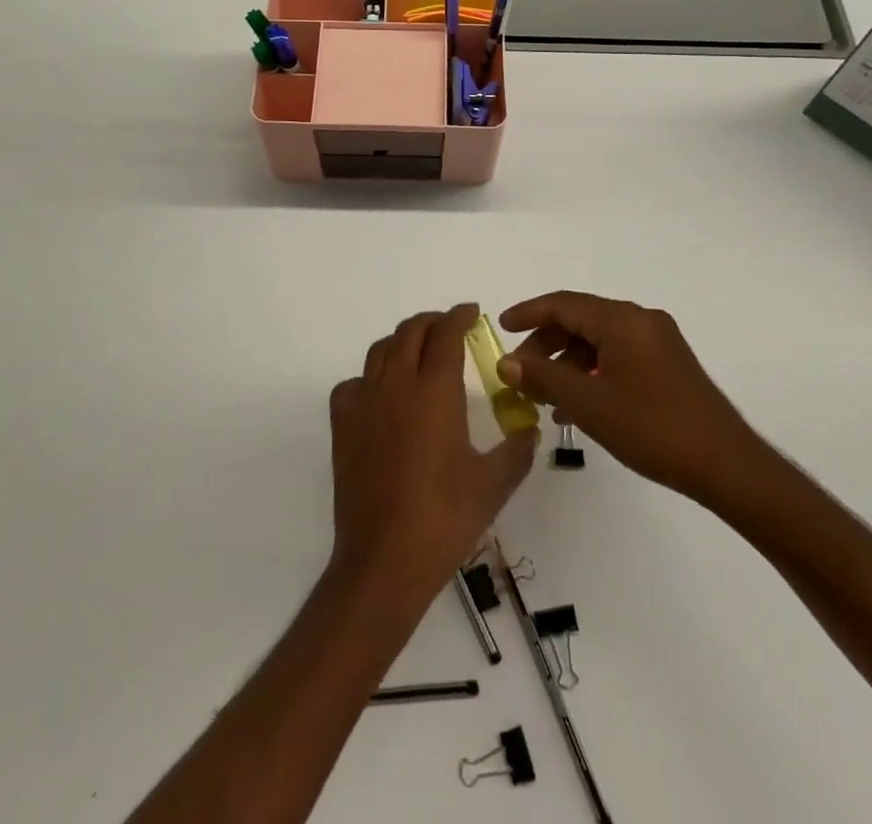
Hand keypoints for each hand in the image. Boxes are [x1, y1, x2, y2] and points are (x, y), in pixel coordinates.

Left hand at [328, 304, 537, 599]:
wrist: (384, 559)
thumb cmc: (444, 518)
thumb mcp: (493, 484)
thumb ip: (516, 449)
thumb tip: (529, 429)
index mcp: (435, 391)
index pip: (446, 334)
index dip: (458, 317)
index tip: (471, 312)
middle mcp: (397, 385)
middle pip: (411, 332)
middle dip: (432, 322)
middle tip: (449, 328)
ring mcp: (364, 402)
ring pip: (381, 350)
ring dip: (402, 341)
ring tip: (418, 353)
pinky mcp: (343, 425)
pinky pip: (353, 383)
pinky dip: (370, 377)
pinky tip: (382, 396)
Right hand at [498, 291, 778, 510]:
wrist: (727, 465)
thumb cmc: (653, 429)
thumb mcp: (589, 404)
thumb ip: (544, 378)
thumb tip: (507, 364)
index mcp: (622, 320)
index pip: (563, 304)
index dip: (528, 313)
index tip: (501, 327)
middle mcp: (641, 320)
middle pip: (581, 320)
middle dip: (546, 343)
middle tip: (522, 374)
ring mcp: (659, 341)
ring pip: (599, 340)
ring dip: (568, 362)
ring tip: (547, 399)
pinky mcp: (669, 364)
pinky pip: (619, 355)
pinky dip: (593, 371)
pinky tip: (580, 405)